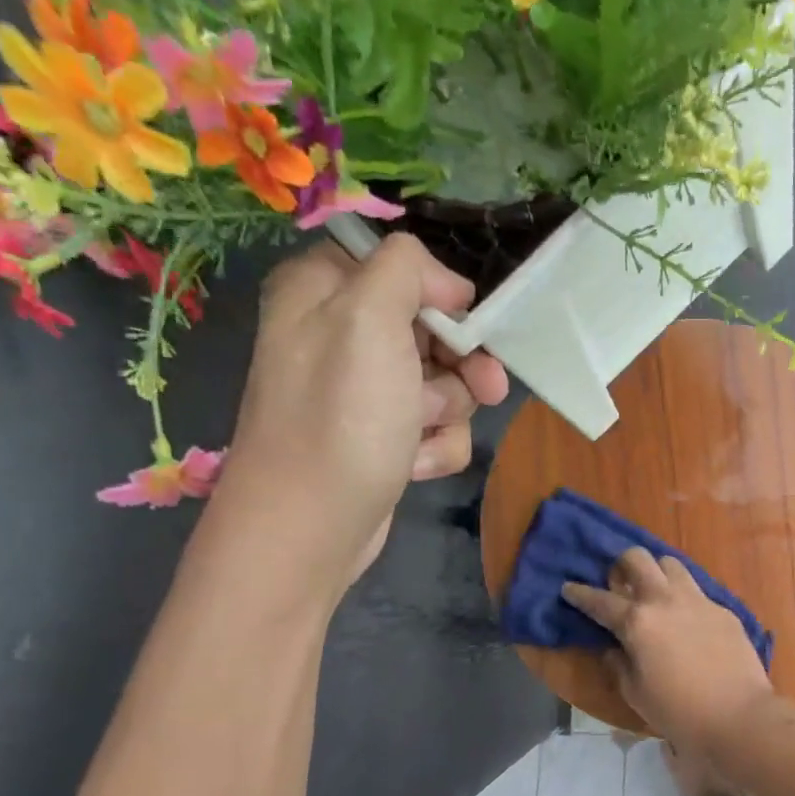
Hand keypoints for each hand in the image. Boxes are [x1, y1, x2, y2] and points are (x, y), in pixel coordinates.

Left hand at [209, 237, 507, 603]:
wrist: (310, 527)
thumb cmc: (340, 417)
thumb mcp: (368, 316)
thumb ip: (406, 269)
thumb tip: (447, 285)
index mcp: (324, 290)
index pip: (402, 268)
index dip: (441, 295)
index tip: (461, 322)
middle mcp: (340, 336)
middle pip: (433, 329)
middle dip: (460, 364)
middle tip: (484, 386)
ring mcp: (363, 393)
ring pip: (445, 382)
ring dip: (448, 411)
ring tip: (420, 435)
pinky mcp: (383, 438)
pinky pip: (436, 427)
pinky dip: (436, 447)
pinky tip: (413, 464)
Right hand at [561, 548, 774, 760]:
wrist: (738, 716)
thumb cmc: (679, 712)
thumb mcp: (636, 693)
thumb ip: (619, 665)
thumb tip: (615, 650)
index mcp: (637, 621)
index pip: (600, 600)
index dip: (580, 593)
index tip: (569, 587)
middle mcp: (665, 600)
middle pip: (638, 559)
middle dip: (622, 564)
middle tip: (619, 581)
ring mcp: (698, 600)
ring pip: (671, 564)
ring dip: (657, 572)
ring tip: (654, 591)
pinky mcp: (723, 610)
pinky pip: (697, 590)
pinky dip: (683, 597)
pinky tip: (686, 618)